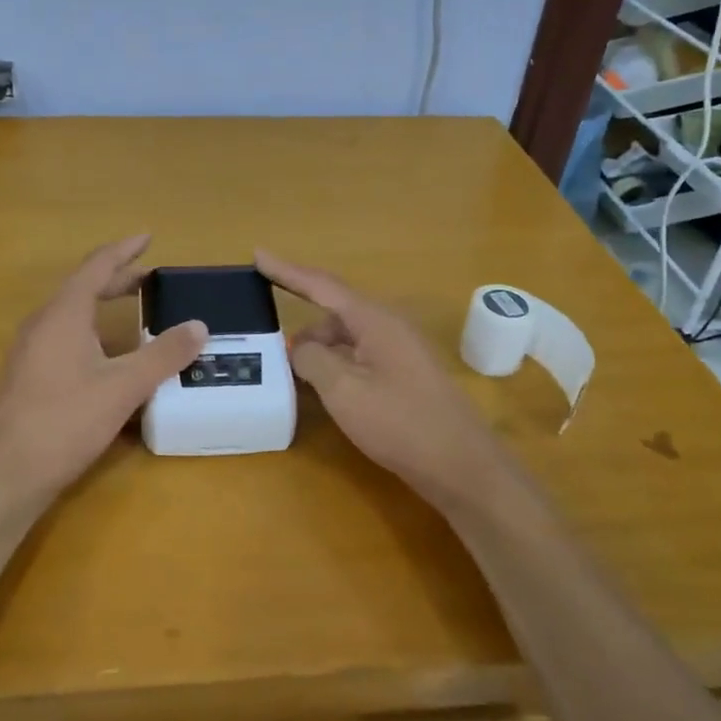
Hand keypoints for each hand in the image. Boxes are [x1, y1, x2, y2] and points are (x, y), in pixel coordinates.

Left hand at [0, 235, 207, 502]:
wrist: (7, 473)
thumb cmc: (66, 420)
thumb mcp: (124, 387)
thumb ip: (163, 355)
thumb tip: (199, 326)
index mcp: (63, 314)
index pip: (97, 267)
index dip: (124, 250)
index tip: (148, 237)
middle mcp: (43, 324)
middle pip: (83, 287)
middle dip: (117, 279)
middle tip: (151, 279)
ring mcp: (31, 350)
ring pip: (72, 314)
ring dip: (103, 305)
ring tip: (135, 312)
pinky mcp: (29, 376)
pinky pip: (65, 336)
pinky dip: (92, 330)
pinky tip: (109, 357)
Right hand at [256, 249, 519, 506]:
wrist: (463, 466)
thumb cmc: (401, 424)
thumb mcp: (345, 391)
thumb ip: (314, 360)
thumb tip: (301, 348)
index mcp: (374, 320)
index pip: (322, 285)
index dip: (287, 271)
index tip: (257, 254)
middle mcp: (389, 326)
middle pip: (335, 311)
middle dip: (302, 320)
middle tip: (269, 335)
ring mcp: (400, 351)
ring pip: (347, 336)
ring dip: (318, 347)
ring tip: (290, 368)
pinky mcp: (405, 376)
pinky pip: (360, 355)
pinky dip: (336, 363)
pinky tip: (321, 385)